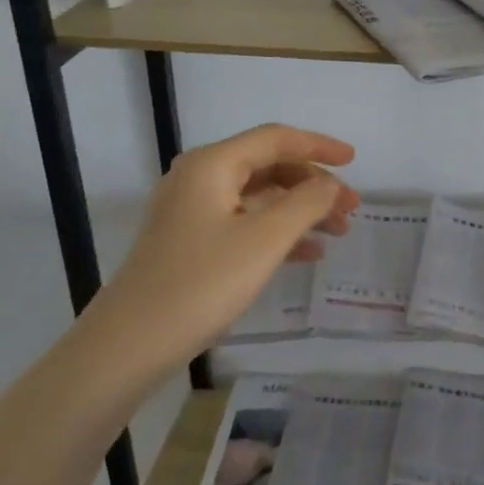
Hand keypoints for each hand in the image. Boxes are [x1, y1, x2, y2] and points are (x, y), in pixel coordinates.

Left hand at [89, 124, 358, 376]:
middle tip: (350, 208)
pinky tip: (308, 253)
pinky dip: (277, 231)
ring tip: (338, 232)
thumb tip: (330, 185)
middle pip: (268, 166)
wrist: (128, 346)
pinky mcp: (189, 242)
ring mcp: (190, 211)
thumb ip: (307, 204)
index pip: (276, 139)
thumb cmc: (202, 283)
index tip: (354, 161)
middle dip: (313, 184)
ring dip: (300, 210)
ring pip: (258, 197)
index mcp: (213, 164)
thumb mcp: (265, 240)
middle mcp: (199, 178)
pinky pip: (244, 222)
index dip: (319, 146)